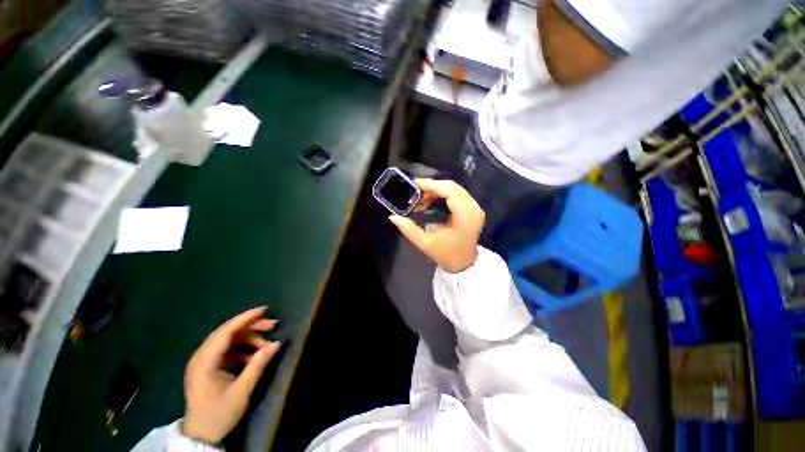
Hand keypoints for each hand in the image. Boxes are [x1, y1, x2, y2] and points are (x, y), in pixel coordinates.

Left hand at [181, 307, 280, 443]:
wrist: (200, 436)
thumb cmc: (219, 413)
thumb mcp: (242, 390)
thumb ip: (258, 364)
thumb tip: (277, 343)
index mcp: (205, 361)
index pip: (226, 331)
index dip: (246, 318)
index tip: (265, 310)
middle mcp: (201, 357)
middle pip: (228, 332)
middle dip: (252, 326)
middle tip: (273, 325)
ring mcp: (203, 362)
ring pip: (229, 340)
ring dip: (249, 338)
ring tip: (266, 345)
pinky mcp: (208, 367)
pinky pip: (227, 350)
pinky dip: (243, 349)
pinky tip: (254, 356)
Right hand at [389, 179, 484, 272]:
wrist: (464, 264)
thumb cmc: (447, 255)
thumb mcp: (425, 244)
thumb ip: (409, 229)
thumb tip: (393, 217)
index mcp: (465, 216)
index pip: (450, 191)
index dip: (431, 185)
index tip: (414, 185)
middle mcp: (473, 208)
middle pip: (452, 187)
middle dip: (431, 187)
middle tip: (414, 194)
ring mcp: (475, 207)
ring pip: (454, 189)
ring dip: (436, 190)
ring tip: (420, 200)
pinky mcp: (472, 209)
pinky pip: (456, 194)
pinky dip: (441, 194)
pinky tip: (430, 201)